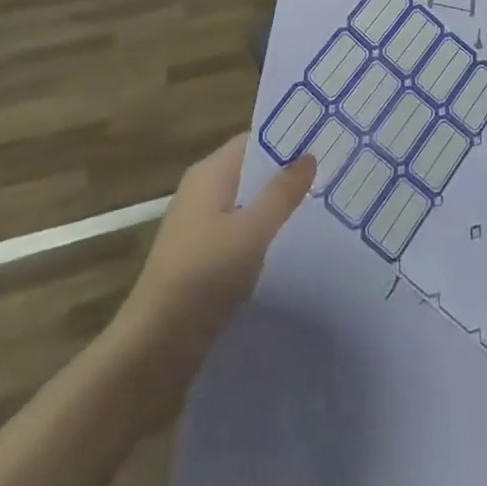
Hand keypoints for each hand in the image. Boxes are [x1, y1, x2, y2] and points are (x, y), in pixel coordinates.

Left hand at [110, 133, 314, 414]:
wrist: (156, 346)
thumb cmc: (204, 276)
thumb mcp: (251, 232)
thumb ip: (282, 193)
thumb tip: (309, 155)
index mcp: (209, 173)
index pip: (253, 140)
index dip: (287, 140)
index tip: (324, 143)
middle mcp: (201, 191)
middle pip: (250, 170)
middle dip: (286, 175)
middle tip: (331, 176)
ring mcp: (198, 224)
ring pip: (246, 203)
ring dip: (275, 206)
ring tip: (320, 210)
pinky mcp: (200, 256)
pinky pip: (238, 230)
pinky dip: (262, 233)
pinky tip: (289, 247)